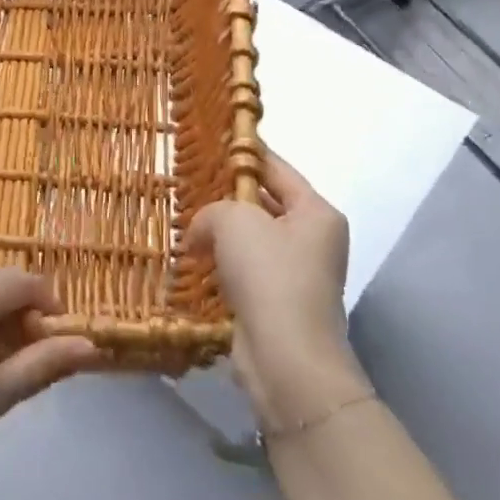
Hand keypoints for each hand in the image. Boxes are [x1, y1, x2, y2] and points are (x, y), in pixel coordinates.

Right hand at [188, 151, 370, 429]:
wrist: (286, 359)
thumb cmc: (269, 277)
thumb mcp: (234, 222)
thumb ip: (212, 211)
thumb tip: (200, 232)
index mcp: (316, 212)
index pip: (277, 169)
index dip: (244, 153)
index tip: (213, 141)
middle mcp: (313, 240)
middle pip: (264, 204)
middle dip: (227, 198)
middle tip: (187, 187)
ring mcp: (297, 275)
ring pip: (252, 241)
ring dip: (220, 236)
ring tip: (183, 225)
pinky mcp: (277, 304)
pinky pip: (245, 272)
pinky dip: (221, 266)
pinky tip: (193, 263)